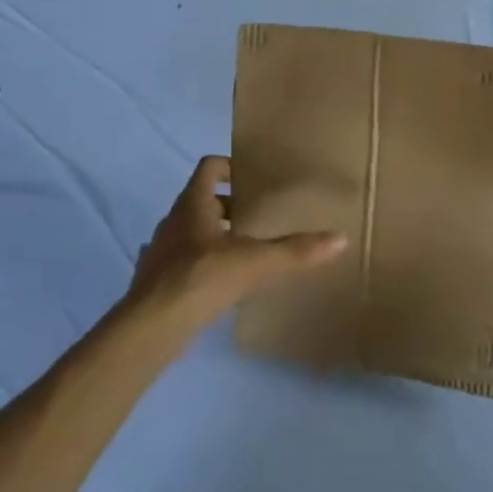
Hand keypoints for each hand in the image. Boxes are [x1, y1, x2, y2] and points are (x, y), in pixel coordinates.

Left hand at [126, 156, 346, 326]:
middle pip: (202, 199)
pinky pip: (185, 258)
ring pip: (193, 230)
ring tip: (246, 249)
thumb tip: (340, 239)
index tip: (252, 176)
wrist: (152, 326)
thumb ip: (296, 251)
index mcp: (193, 203)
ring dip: (216, 234)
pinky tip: (223, 281)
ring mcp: (163, 249)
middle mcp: (174, 219)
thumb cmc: (202, 278)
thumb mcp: (256, 262)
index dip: (229, 165)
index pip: (209, 167)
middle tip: (259, 216)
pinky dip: (203, 261)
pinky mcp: (158, 278)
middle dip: (230, 204)